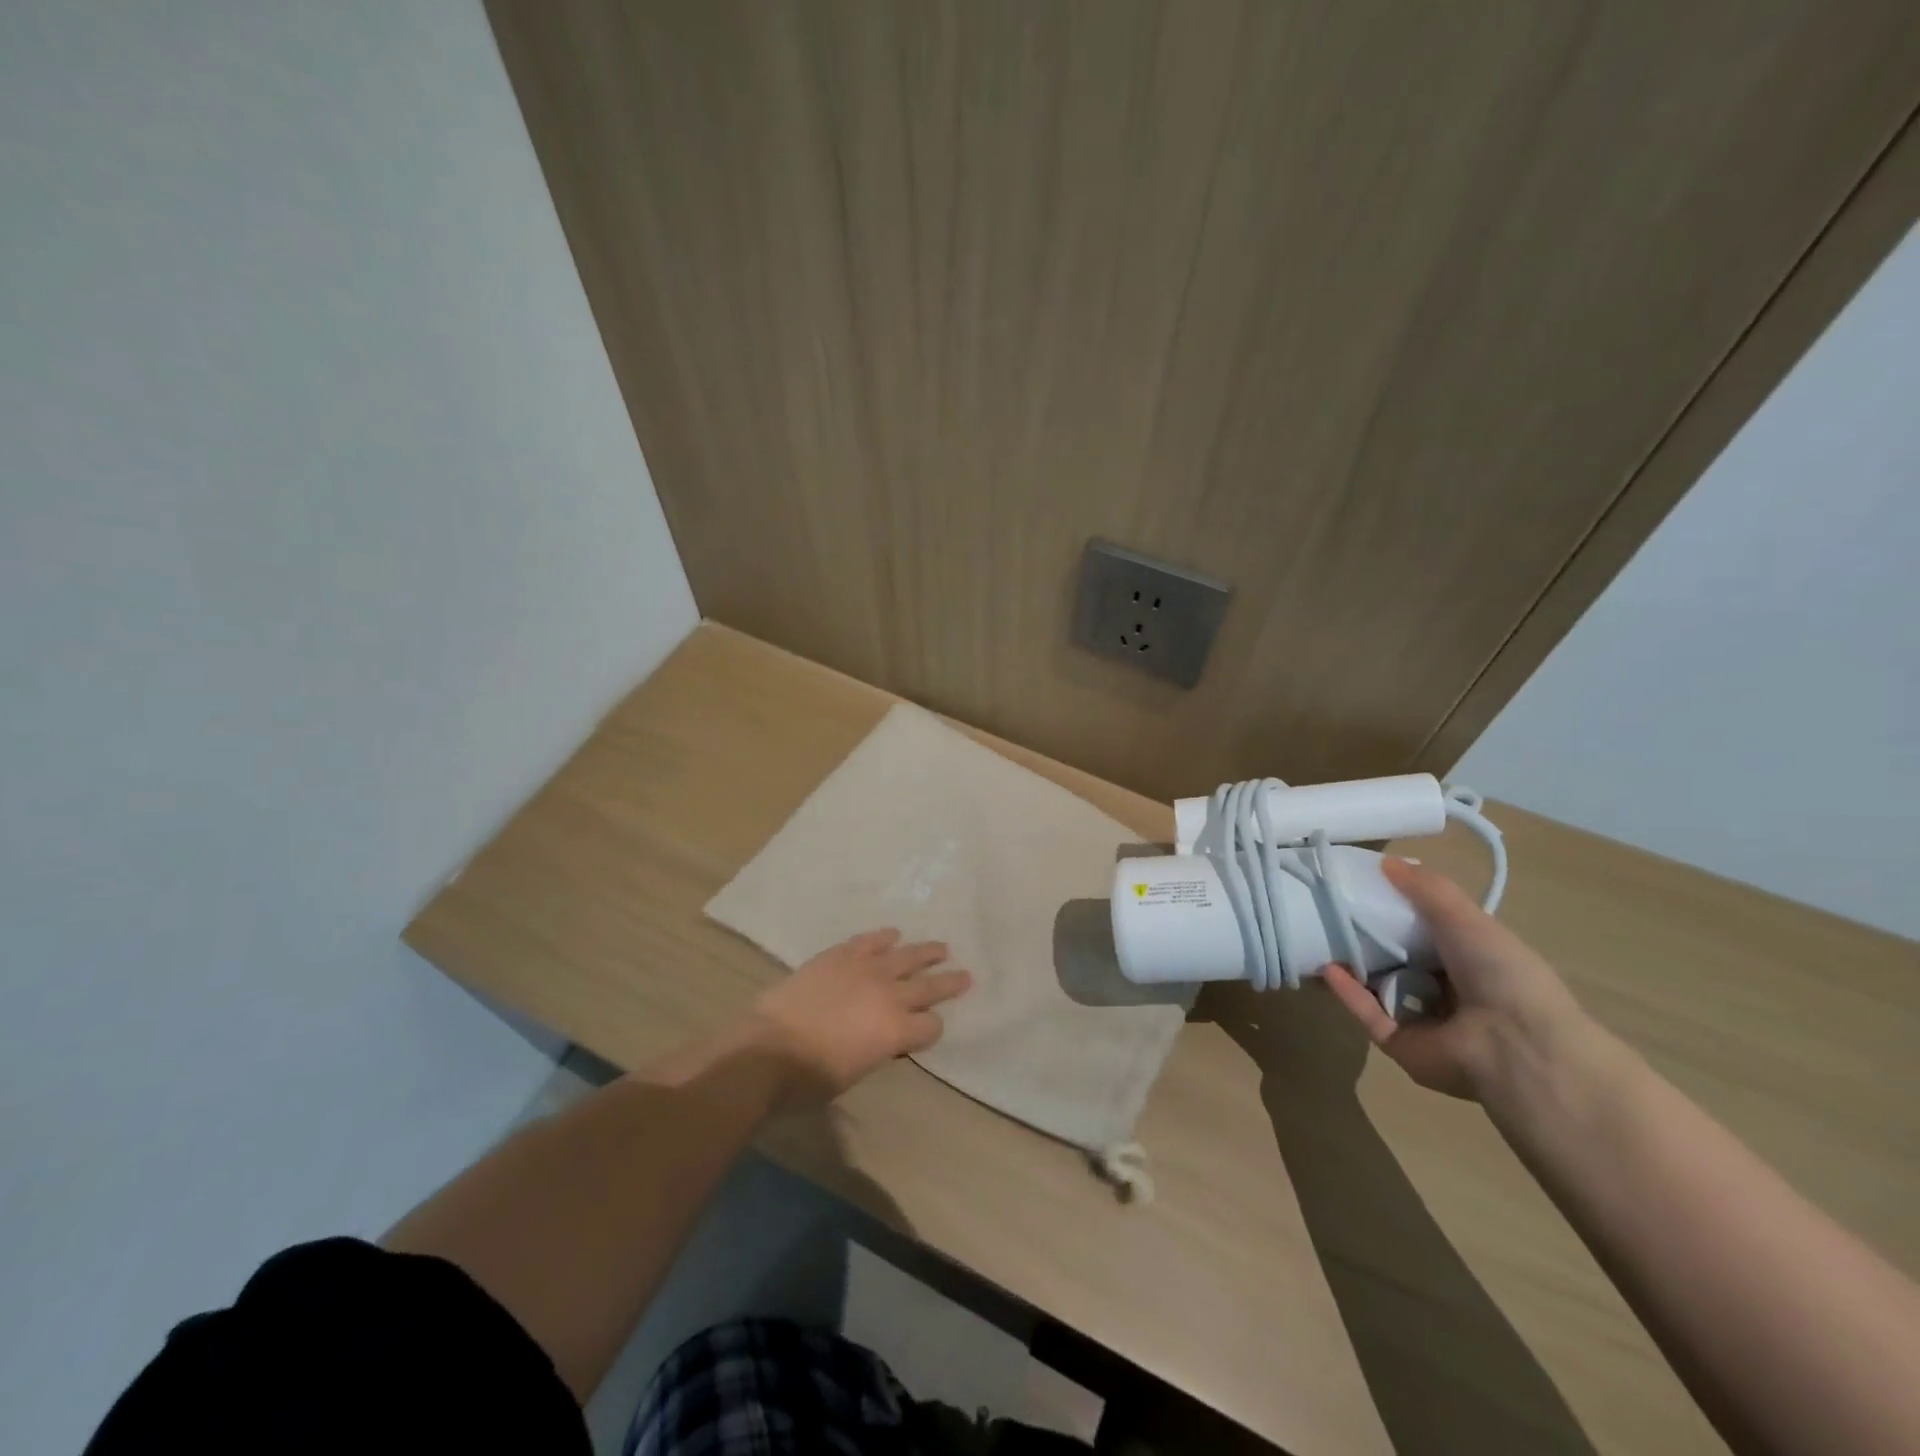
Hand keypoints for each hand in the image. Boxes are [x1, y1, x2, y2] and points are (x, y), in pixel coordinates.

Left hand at [750, 929, 971, 1101]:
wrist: (768, 1048)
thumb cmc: (810, 1078)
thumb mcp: (855, 1072)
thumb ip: (877, 1049)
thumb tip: (881, 1037)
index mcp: (897, 1031)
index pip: (931, 1026)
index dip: (931, 1030)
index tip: (927, 1031)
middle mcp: (890, 995)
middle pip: (929, 986)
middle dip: (949, 982)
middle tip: (966, 975)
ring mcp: (866, 969)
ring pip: (907, 955)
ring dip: (926, 952)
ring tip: (941, 948)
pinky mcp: (841, 954)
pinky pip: (870, 940)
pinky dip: (884, 937)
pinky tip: (893, 934)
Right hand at [1322, 857, 1595, 1102]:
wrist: (1516, 1047)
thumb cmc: (1502, 974)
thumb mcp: (1467, 919)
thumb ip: (1427, 889)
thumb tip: (1385, 862)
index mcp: (1473, 961)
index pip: (1429, 932)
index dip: (1398, 910)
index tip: (1363, 888)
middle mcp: (1449, 991)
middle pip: (1399, 959)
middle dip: (1368, 938)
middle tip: (1332, 911)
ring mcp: (1423, 1020)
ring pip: (1378, 987)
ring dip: (1352, 965)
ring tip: (1319, 936)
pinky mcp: (1400, 1044)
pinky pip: (1368, 1013)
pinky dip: (1347, 992)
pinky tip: (1328, 969)